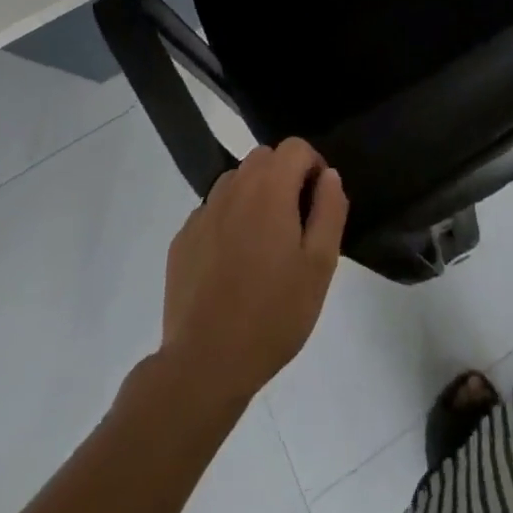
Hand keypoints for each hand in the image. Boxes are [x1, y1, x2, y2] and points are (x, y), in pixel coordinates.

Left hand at [160, 139, 347, 403]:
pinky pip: (212, 212)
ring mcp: (203, 212)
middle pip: (264, 158)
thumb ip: (330, 210)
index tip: (318, 203)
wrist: (205, 365)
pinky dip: (227, 221)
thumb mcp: (320, 265)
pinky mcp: (182, 239)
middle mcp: (233, 187)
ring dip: (254, 195)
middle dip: (284, 177)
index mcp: (270, 188)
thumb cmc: (273, 313)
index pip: (296, 147)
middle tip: (295, 223)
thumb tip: (329, 176)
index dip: (313, 166)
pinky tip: (232, 264)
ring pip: (235, 181)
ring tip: (263, 243)